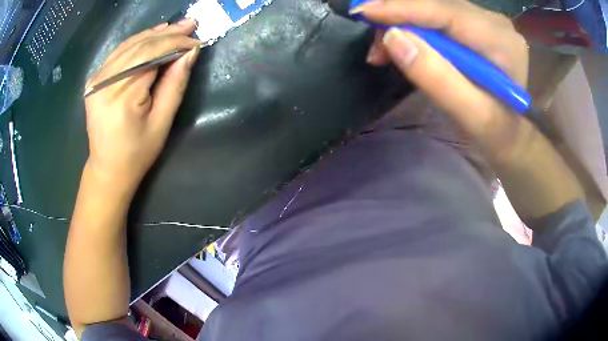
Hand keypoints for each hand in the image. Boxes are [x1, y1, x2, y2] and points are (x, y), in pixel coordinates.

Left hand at [84, 19, 200, 194]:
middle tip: (191, 24)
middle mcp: (104, 82)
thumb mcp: (162, 122)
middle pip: (140, 47)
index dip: (176, 44)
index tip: (196, 40)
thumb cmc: (137, 152)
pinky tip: (152, 36)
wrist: (107, 169)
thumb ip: (175, 84)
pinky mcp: (95, 79)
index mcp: (121, 96)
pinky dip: (137, 42)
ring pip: (129, 45)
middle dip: (168, 35)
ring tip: (176, 27)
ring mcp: (96, 79)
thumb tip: (190, 52)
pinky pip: (119, 53)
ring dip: (154, 35)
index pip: (152, 56)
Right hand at [356, 0, 528, 164]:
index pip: (445, 12)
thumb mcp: (471, 116)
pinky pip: (438, 16)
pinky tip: (403, 42)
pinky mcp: (477, 25)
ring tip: (383, 50)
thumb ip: (437, 78)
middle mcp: (494, 22)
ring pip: (434, 8)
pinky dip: (415, 26)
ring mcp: (486, 21)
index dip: (403, 8)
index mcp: (501, 41)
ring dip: (404, 23)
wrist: (514, 135)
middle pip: (436, 5)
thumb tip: (393, 38)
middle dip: (398, 17)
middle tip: (374, 46)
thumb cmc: (498, 132)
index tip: (363, 13)